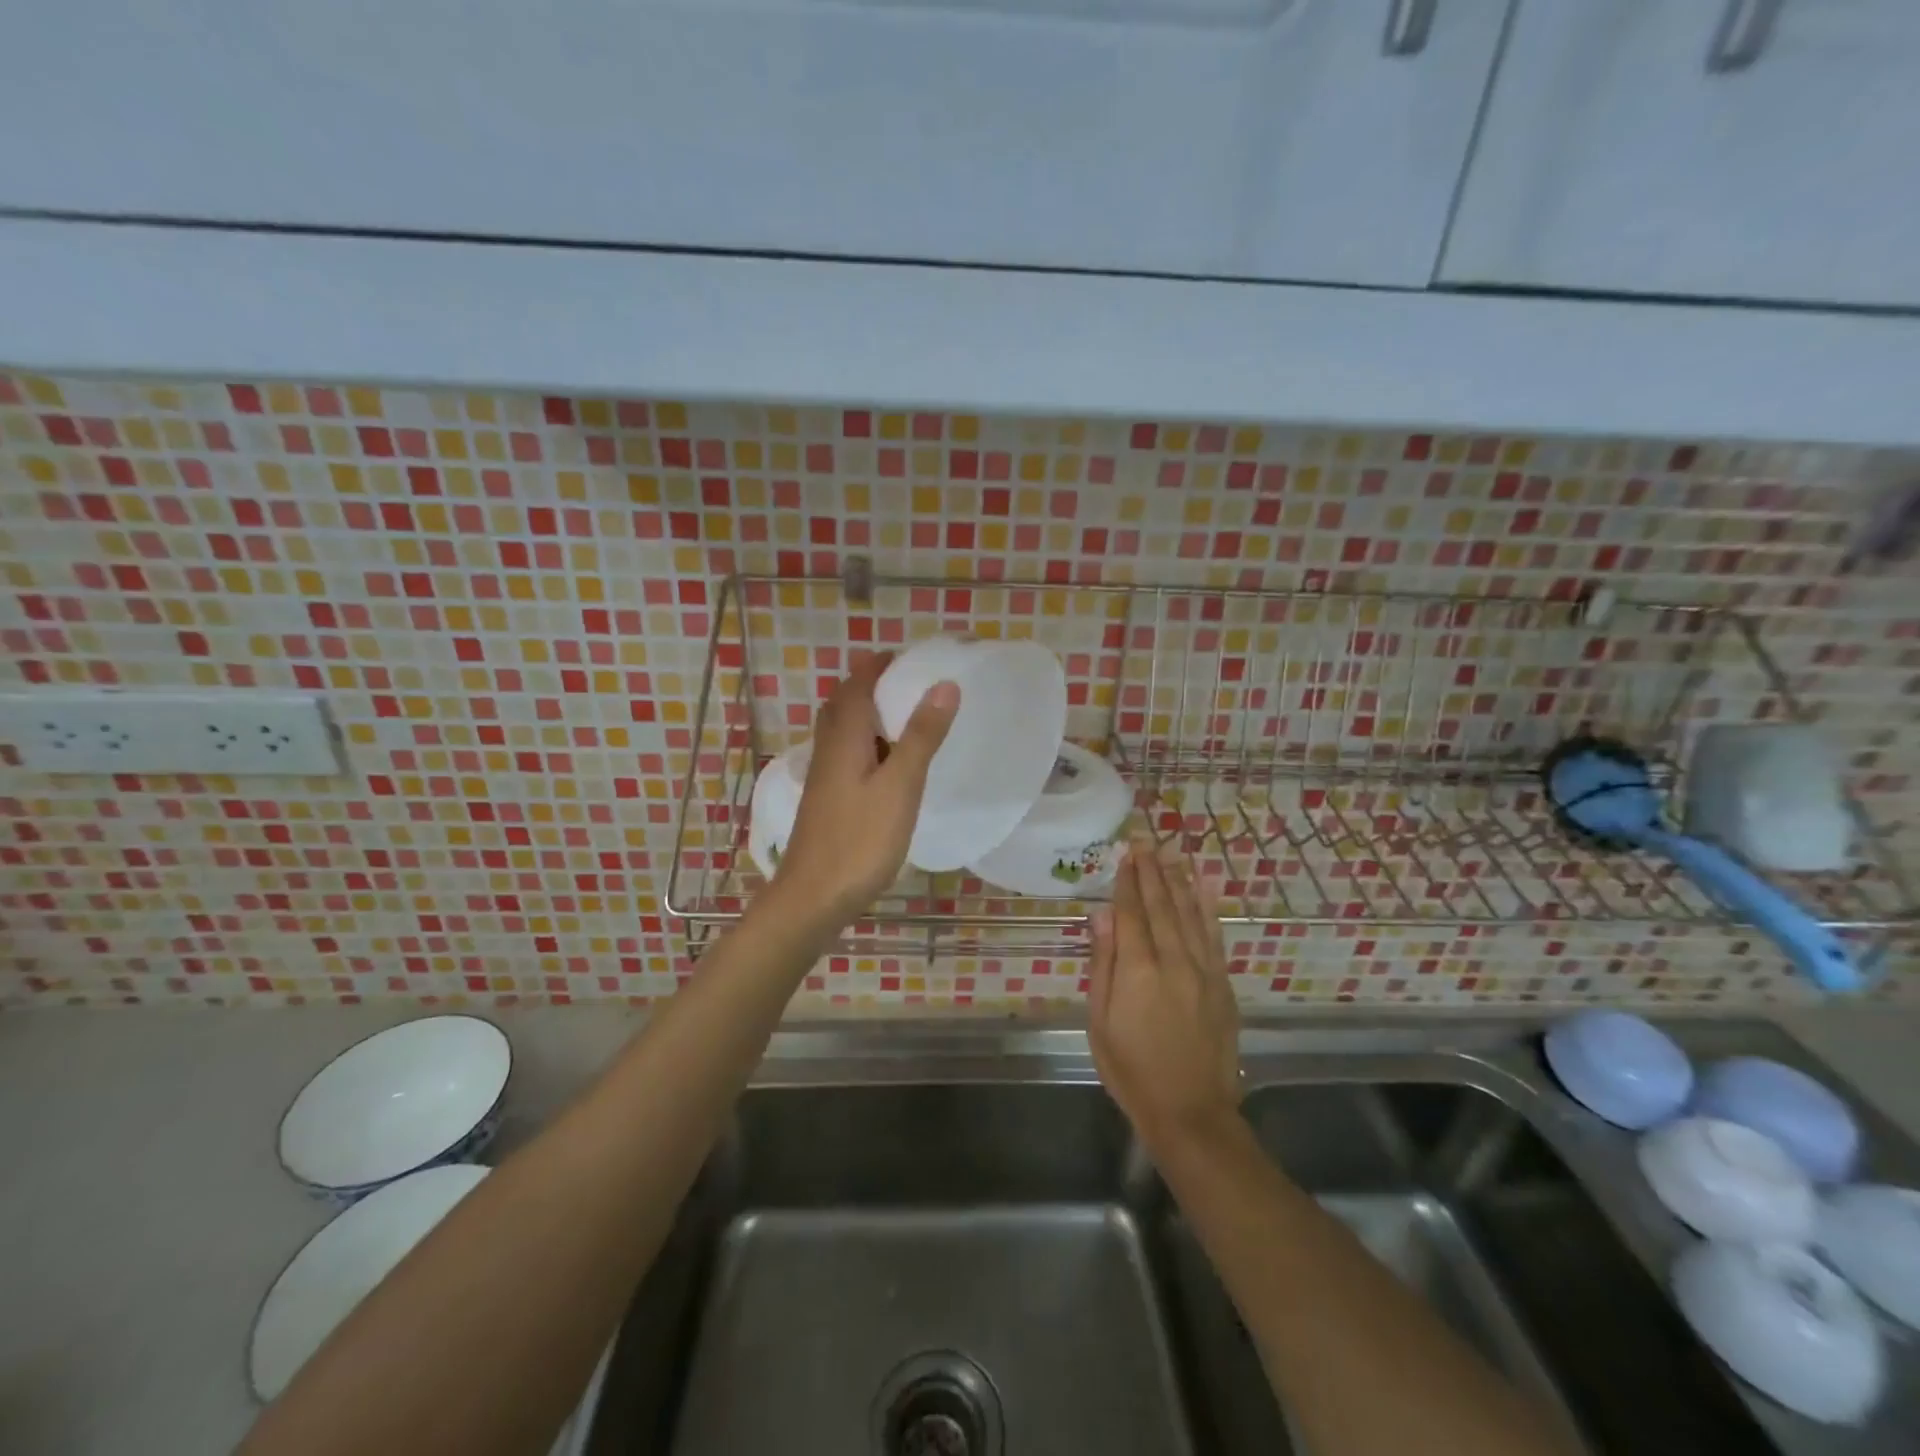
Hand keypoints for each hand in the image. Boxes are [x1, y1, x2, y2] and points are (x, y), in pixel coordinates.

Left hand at [773, 653, 959, 922]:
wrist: (812, 897)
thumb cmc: (860, 840)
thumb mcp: (900, 785)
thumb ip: (921, 736)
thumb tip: (943, 684)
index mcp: (845, 737)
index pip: (858, 683)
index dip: (881, 664)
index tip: (912, 656)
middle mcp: (829, 749)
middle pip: (846, 703)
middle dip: (874, 685)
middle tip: (912, 684)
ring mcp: (825, 776)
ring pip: (845, 730)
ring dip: (871, 715)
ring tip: (908, 719)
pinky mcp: (827, 800)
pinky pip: (847, 755)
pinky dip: (869, 744)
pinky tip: (890, 766)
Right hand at [1088, 839, 1240, 1151]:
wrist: (1191, 1111)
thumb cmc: (1132, 1069)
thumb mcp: (1100, 1021)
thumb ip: (1103, 964)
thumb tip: (1101, 916)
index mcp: (1138, 970)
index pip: (1131, 913)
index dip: (1127, 882)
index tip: (1126, 854)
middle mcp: (1173, 961)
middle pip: (1161, 906)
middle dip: (1152, 872)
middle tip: (1146, 842)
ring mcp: (1203, 971)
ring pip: (1190, 914)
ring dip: (1179, 880)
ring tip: (1171, 853)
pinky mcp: (1222, 984)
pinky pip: (1214, 936)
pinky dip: (1208, 908)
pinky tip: (1204, 887)